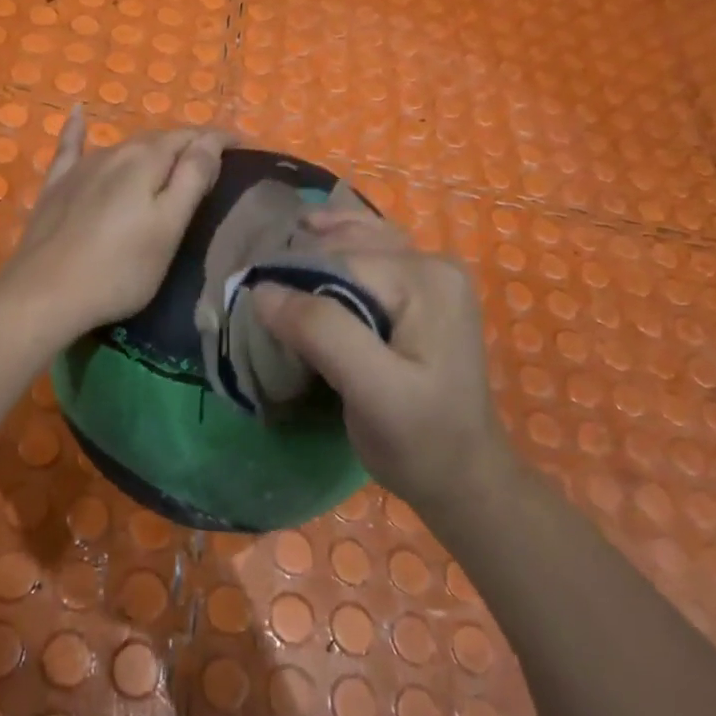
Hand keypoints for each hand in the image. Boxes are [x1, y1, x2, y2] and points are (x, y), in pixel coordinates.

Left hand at [1, 107, 228, 343]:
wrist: (44, 293)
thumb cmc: (119, 270)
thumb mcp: (168, 228)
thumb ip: (191, 179)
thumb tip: (210, 141)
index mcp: (147, 161)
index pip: (191, 138)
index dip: (218, 139)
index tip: (242, 145)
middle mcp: (114, 153)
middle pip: (158, 139)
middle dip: (187, 143)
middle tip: (211, 160)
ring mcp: (81, 168)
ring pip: (124, 146)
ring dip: (151, 147)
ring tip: (170, 157)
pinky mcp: (56, 186)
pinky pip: (70, 147)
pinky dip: (77, 129)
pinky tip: (77, 112)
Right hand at [253, 210, 509, 510]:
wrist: (464, 475)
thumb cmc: (420, 440)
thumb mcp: (371, 390)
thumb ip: (321, 332)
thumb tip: (263, 290)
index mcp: (426, 279)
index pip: (339, 258)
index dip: (290, 275)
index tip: (251, 304)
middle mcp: (432, 263)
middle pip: (346, 246)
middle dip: (299, 259)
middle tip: (254, 286)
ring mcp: (431, 275)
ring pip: (357, 242)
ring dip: (314, 246)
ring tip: (274, 256)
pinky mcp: (422, 292)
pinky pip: (370, 256)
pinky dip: (336, 249)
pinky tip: (312, 240)